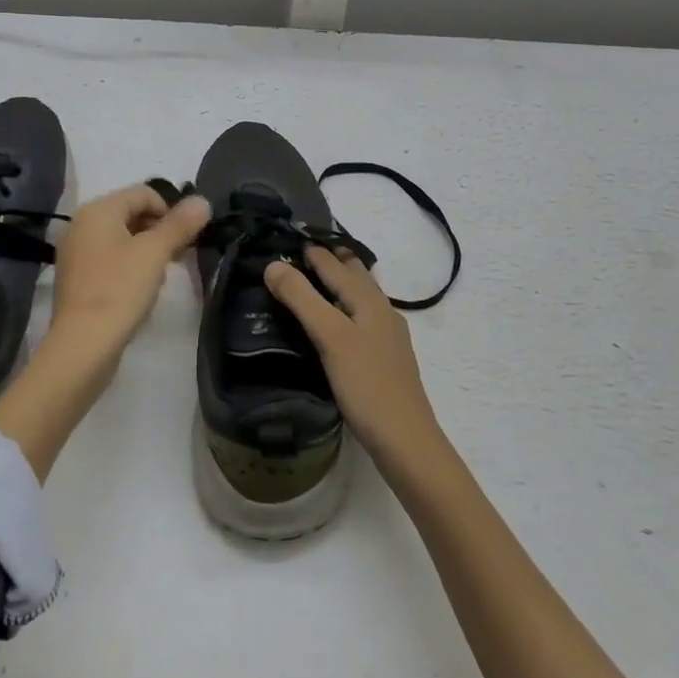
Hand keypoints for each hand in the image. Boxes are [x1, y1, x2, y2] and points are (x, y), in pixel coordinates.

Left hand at [48, 184, 212, 369]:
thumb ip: (180, 224)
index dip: (171, 210)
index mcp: (98, 210)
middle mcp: (82, 225)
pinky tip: (141, 290)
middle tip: (180, 256)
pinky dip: (130, 267)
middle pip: (131, 214)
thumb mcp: (155, 253)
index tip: (187, 237)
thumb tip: (202, 200)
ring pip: (122, 239)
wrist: (83, 345)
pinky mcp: (78, 279)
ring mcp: (76, 253)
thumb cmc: (120, 290)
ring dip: (148, 250)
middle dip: (160, 230)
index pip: (143, 193)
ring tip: (162, 275)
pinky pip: (110, 260)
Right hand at [264, 248, 444, 474]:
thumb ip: (302, 298)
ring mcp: (387, 337)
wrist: (406, 441)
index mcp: (370, 301)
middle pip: (356, 276)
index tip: (290, 236)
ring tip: (316, 280)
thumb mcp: (329, 337)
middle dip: (333, 259)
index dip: (314, 251)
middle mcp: (382, 312)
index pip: (337, 265)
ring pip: (361, 298)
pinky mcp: (385, 359)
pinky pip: (362, 319)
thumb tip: (272, 265)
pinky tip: (337, 324)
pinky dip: (345, 308)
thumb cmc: (366, 385)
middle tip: (303, 251)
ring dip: (341, 283)